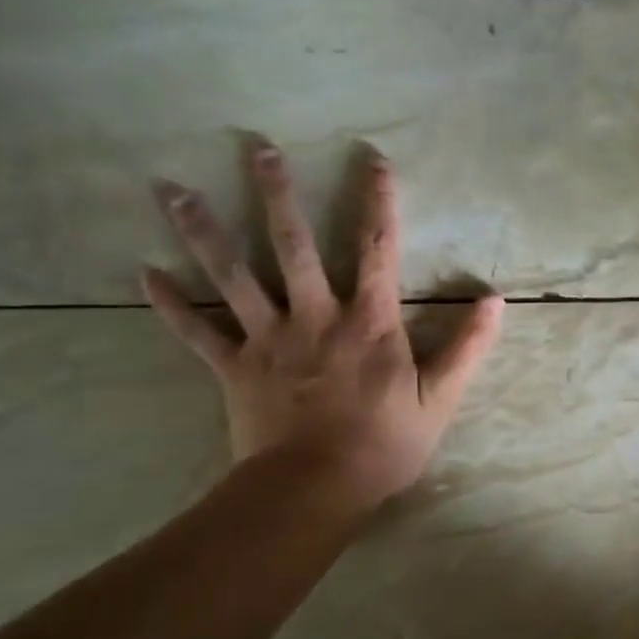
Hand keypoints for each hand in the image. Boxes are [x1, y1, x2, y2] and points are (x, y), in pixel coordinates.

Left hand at [142, 138, 503, 505]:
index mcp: (368, 321)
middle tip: (258, 148)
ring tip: (172, 191)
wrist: (315, 490)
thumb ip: (468, 346)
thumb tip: (495, 300)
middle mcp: (315, 316)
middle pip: (293, 245)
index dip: (378, 200)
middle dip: (277, 194)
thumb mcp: (440, 398)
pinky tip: (143, 273)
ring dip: (204, 231)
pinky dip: (171, 305)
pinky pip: (197, 333)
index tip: (372, 159)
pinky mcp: (235, 368)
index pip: (378, 248)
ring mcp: (269, 340)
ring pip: (233, 277)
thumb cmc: (384, 444)